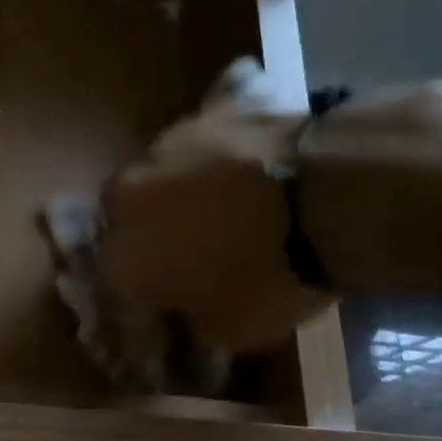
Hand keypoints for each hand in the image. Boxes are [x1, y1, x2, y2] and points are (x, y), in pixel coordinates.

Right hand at [97, 102, 334, 354]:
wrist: (325, 197)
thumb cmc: (270, 277)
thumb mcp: (233, 329)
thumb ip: (196, 318)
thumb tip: (194, 309)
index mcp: (121, 256)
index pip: (116, 283)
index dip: (144, 294)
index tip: (171, 303)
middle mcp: (125, 197)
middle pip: (127, 216)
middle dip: (149, 230)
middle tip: (188, 246)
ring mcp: (165, 145)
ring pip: (160, 172)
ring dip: (179, 188)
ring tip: (224, 202)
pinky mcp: (207, 111)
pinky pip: (204, 137)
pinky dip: (217, 153)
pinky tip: (246, 164)